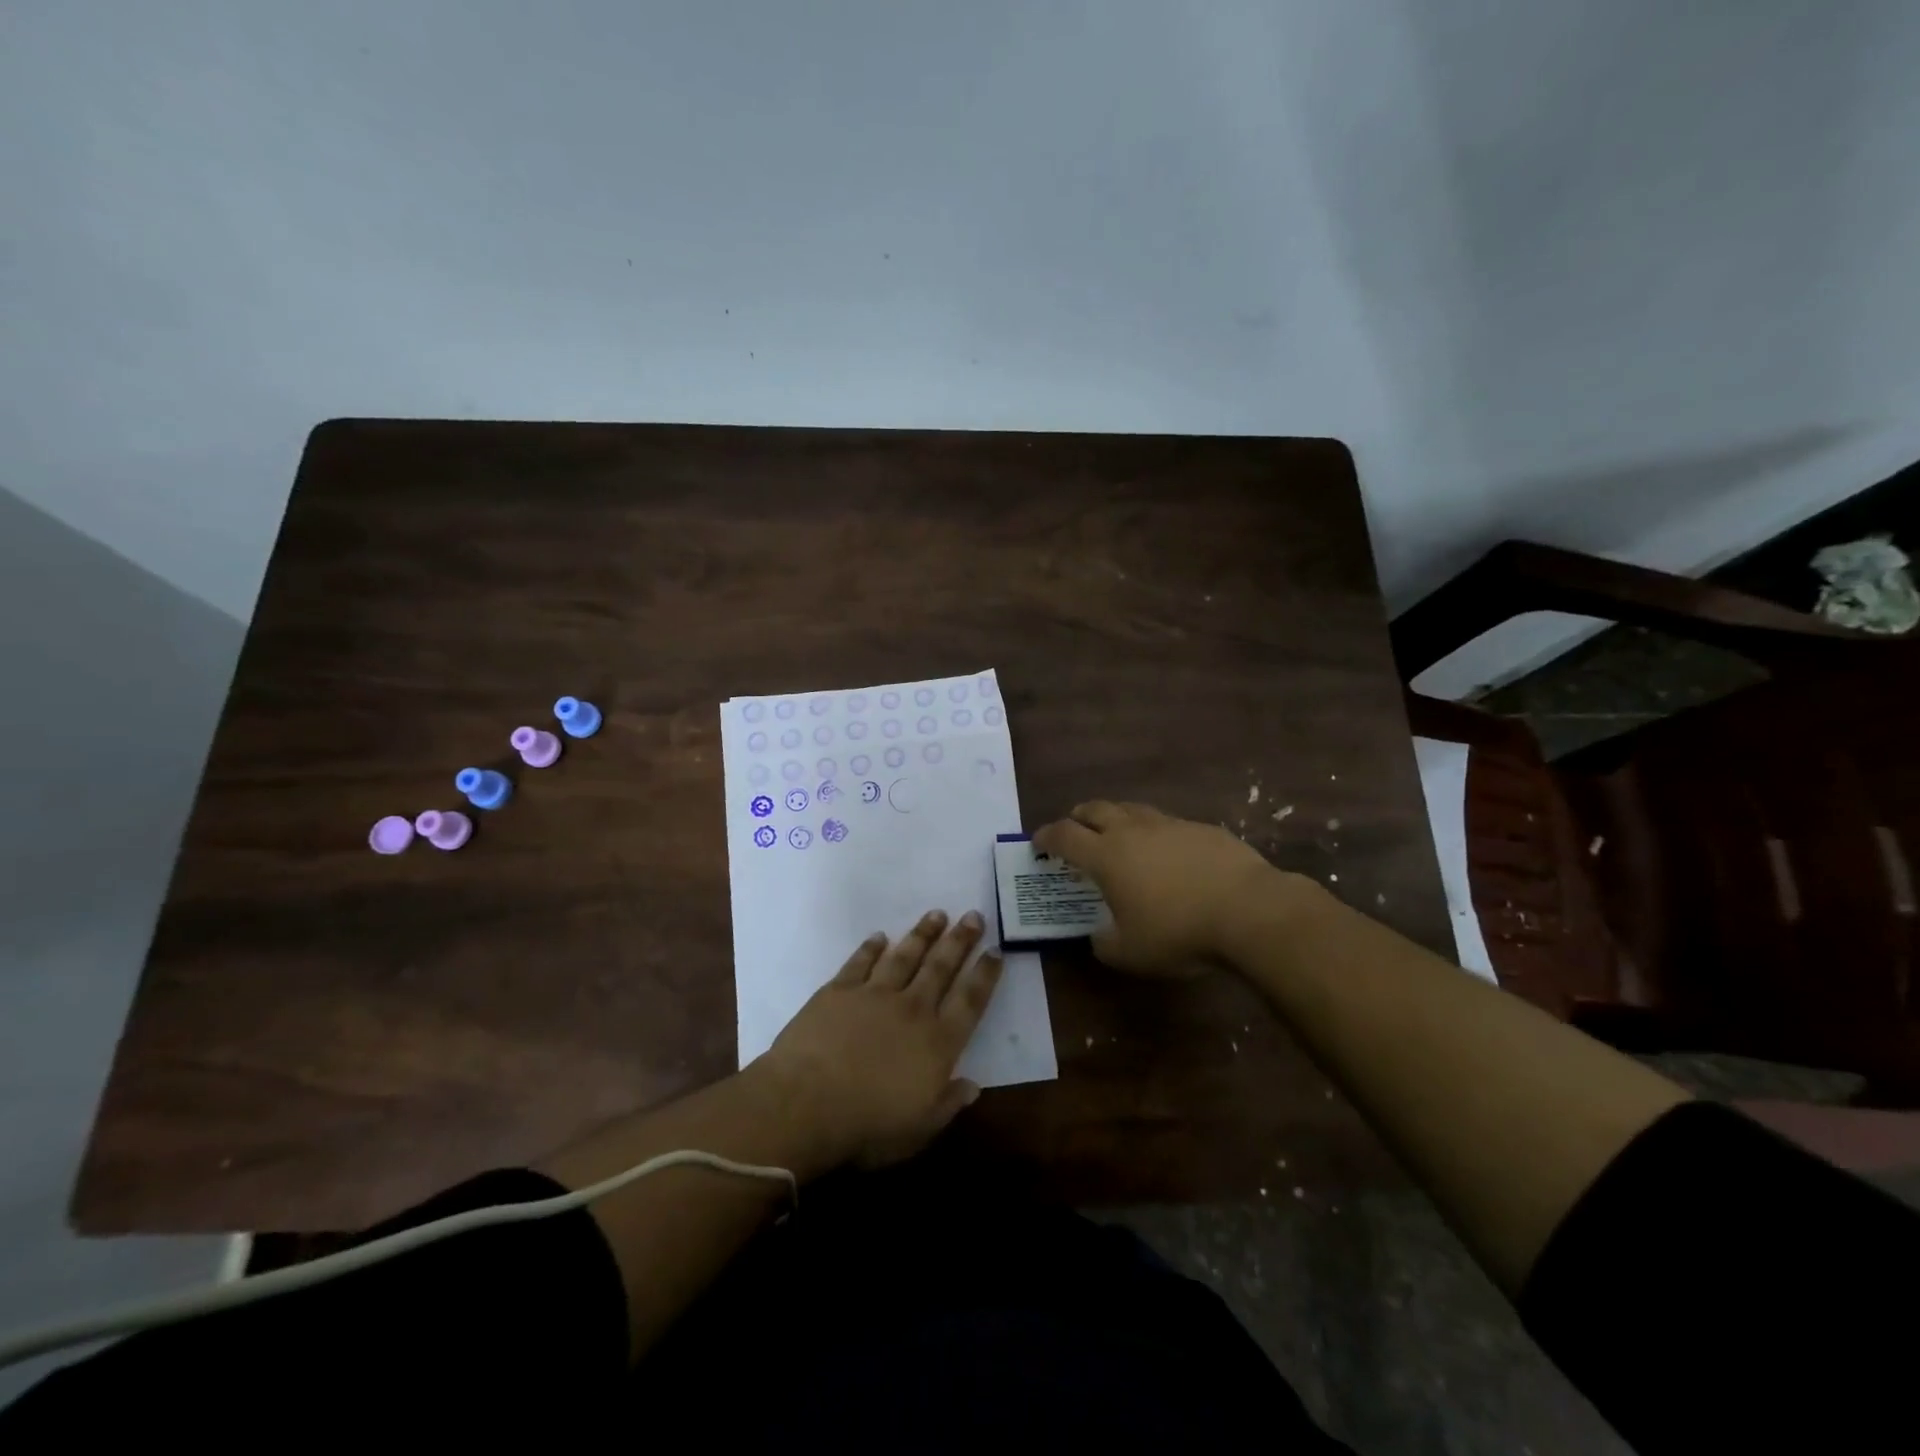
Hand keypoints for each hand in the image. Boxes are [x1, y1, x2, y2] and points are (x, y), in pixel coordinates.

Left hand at [755, 910, 1003, 1171]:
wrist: (806, 1103)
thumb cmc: (867, 1126)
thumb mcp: (920, 1129)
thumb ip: (949, 1104)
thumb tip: (973, 1086)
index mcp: (937, 1042)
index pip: (970, 1001)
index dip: (985, 975)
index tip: (996, 951)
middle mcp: (911, 1009)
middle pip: (941, 967)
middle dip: (960, 941)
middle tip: (973, 916)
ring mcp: (874, 995)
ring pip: (904, 956)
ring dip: (922, 934)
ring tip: (936, 914)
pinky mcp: (839, 990)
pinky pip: (860, 962)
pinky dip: (871, 947)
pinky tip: (879, 936)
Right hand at [1032, 800, 1288, 975]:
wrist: (1249, 910)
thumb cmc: (1179, 932)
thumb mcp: (1131, 954)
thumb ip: (1105, 944)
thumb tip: (1099, 935)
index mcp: (1106, 856)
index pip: (1064, 836)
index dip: (1046, 837)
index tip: (1038, 844)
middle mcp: (1132, 831)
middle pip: (1094, 809)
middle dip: (1078, 817)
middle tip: (1074, 831)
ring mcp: (1169, 825)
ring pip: (1131, 809)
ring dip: (1115, 817)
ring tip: (1117, 834)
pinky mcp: (1201, 828)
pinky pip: (1166, 822)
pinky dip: (1154, 831)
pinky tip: (1166, 851)